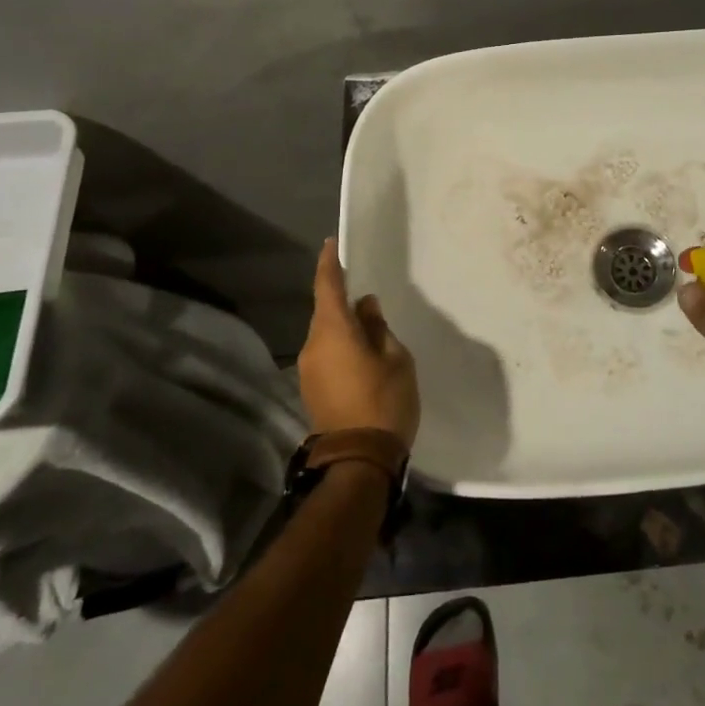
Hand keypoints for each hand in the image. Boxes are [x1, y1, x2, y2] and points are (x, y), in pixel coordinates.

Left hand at [299, 240, 420, 446]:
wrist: (358, 461)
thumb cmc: (384, 401)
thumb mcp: (395, 358)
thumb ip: (378, 328)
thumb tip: (365, 308)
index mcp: (333, 331)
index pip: (327, 286)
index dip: (329, 263)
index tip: (332, 244)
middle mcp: (313, 345)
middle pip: (325, 311)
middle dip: (342, 299)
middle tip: (366, 295)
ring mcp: (309, 370)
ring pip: (326, 334)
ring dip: (343, 326)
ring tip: (370, 328)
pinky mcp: (312, 389)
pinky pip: (326, 353)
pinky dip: (341, 345)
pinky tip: (361, 353)